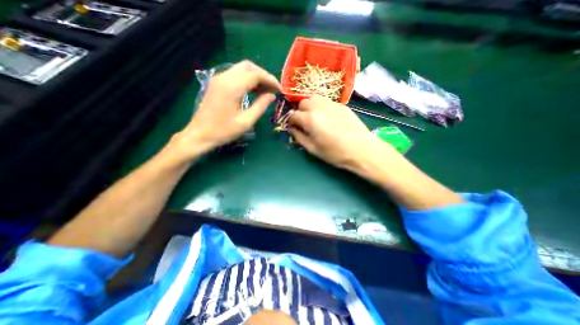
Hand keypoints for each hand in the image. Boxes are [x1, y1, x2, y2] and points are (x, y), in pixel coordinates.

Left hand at [169, 59, 278, 160]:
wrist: (199, 134)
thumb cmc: (224, 131)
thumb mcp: (246, 121)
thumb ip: (261, 106)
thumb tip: (272, 95)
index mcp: (232, 87)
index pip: (256, 74)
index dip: (270, 80)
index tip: (280, 89)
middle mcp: (224, 77)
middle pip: (248, 66)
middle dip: (263, 75)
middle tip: (273, 89)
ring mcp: (218, 79)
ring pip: (241, 69)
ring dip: (255, 76)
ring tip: (265, 90)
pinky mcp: (216, 83)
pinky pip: (234, 74)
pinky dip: (246, 79)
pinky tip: (253, 90)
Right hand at [287, 94, 391, 169]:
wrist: (361, 149)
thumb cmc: (335, 153)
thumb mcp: (313, 149)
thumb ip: (299, 137)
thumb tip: (292, 128)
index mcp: (310, 120)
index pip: (293, 115)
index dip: (291, 122)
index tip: (293, 127)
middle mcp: (319, 107)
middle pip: (302, 103)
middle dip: (300, 112)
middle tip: (304, 123)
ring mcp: (331, 104)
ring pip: (313, 98)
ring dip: (309, 106)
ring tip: (313, 117)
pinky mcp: (341, 104)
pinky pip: (325, 101)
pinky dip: (320, 106)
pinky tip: (326, 117)